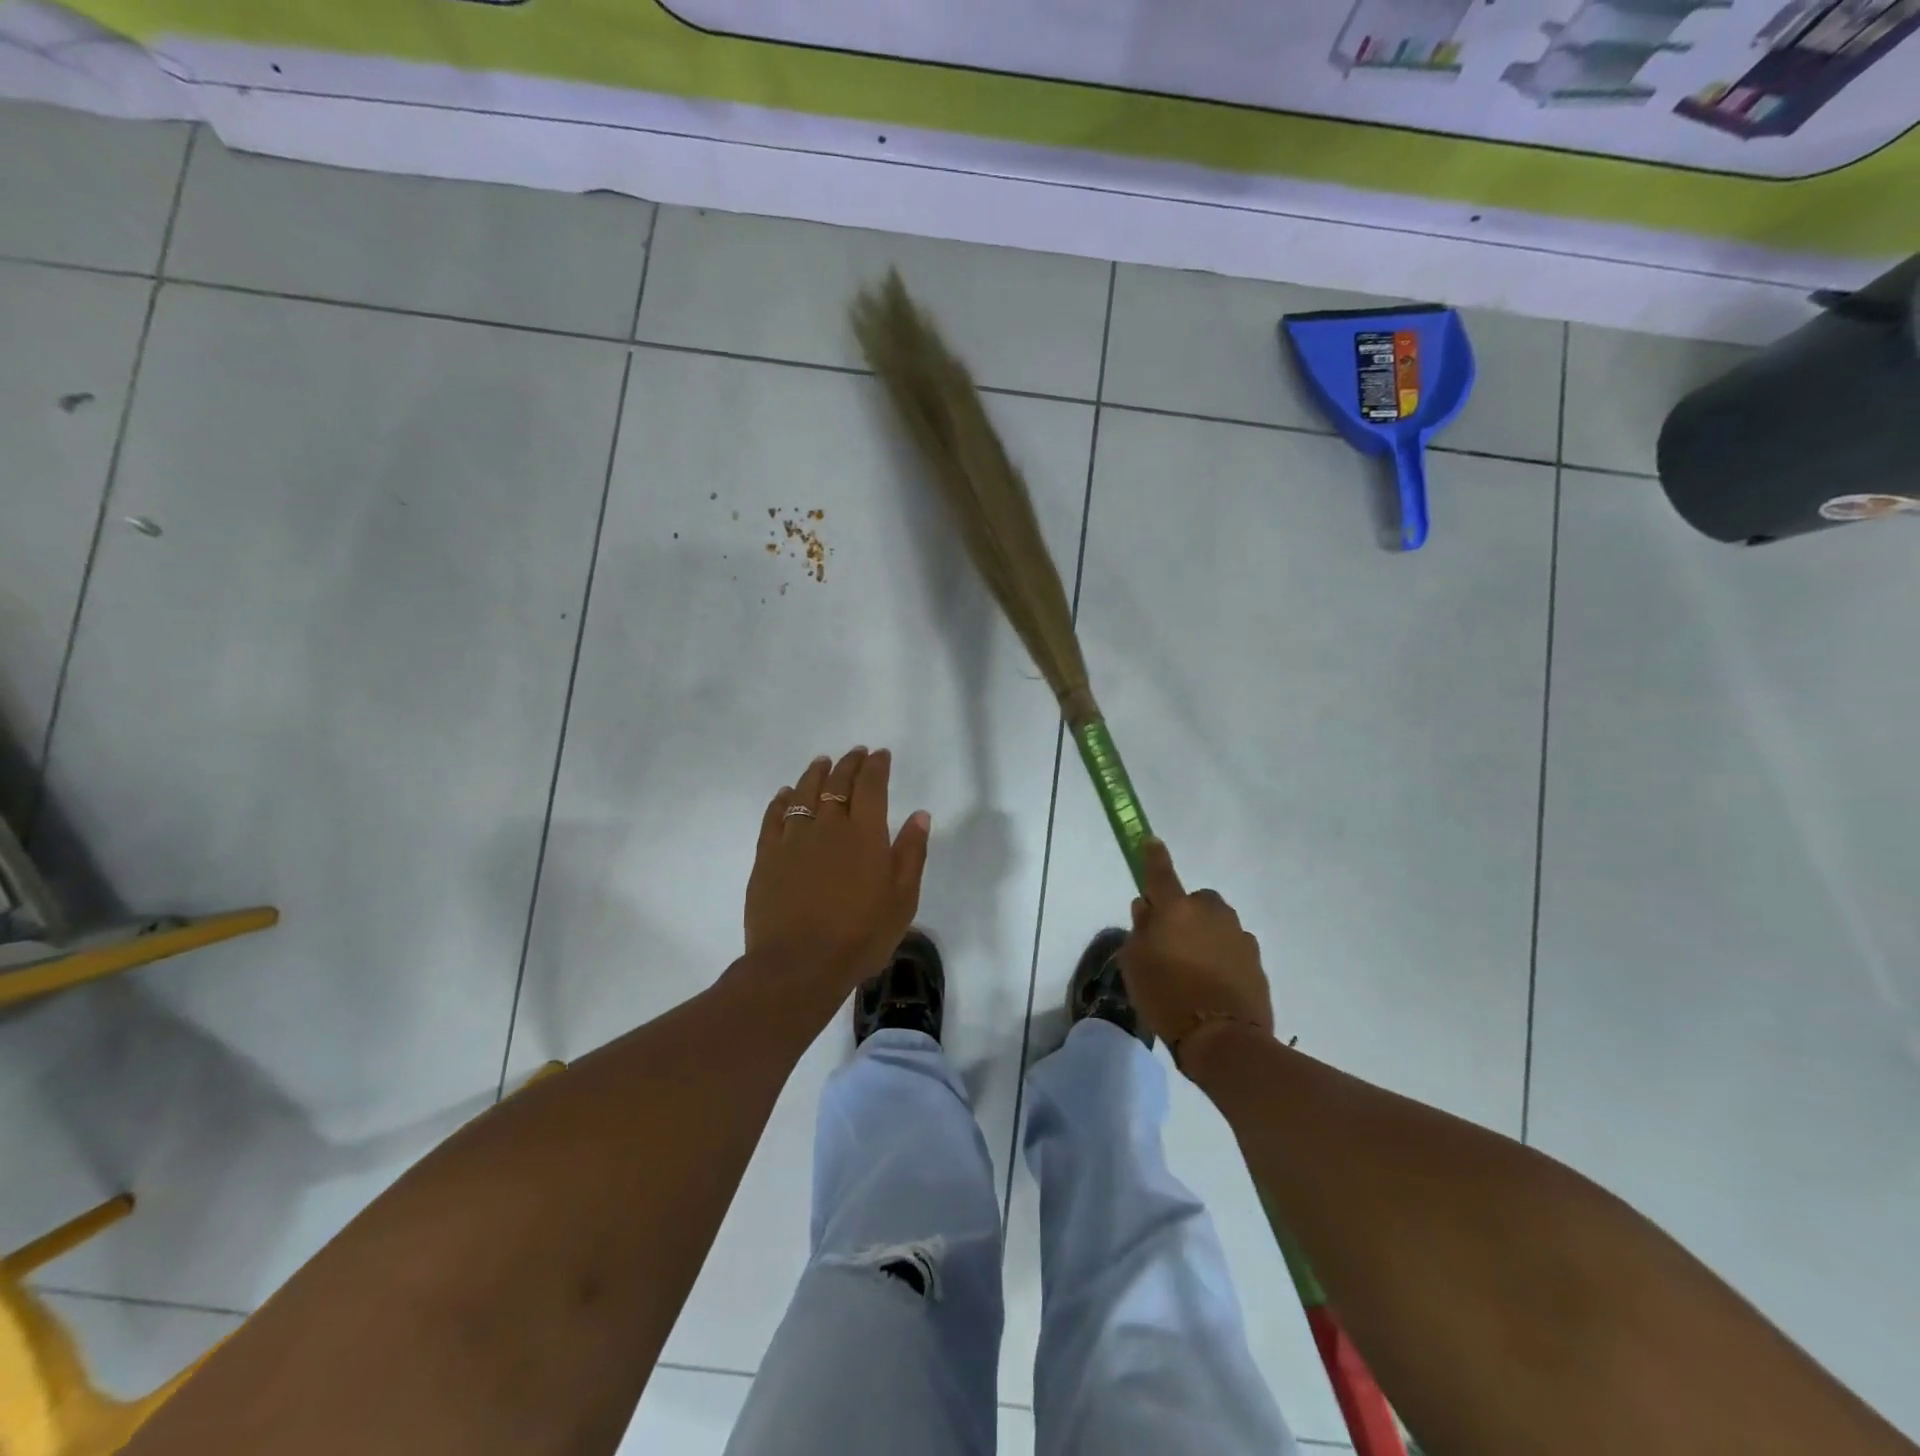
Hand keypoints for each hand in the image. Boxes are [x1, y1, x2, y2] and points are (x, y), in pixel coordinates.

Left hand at [743, 747, 931, 1007]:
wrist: (799, 965)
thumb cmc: (860, 936)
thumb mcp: (902, 899)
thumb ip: (911, 853)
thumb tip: (919, 815)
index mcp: (865, 834)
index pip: (871, 786)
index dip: (876, 766)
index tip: (880, 754)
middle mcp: (828, 826)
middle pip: (838, 783)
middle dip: (849, 764)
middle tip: (855, 753)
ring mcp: (793, 839)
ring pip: (803, 793)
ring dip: (815, 774)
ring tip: (821, 762)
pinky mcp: (767, 856)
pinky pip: (773, 817)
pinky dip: (781, 800)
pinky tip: (784, 794)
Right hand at [1117, 838, 1273, 1065]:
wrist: (1223, 1039)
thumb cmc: (1166, 996)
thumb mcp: (1135, 963)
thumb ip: (1140, 930)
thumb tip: (1147, 908)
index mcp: (1176, 909)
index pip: (1161, 873)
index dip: (1153, 857)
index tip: (1151, 841)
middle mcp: (1210, 912)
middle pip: (1195, 900)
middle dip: (1185, 912)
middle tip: (1171, 941)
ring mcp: (1238, 935)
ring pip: (1217, 923)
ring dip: (1205, 934)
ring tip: (1193, 967)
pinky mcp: (1256, 959)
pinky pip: (1232, 947)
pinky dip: (1222, 956)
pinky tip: (1213, 982)